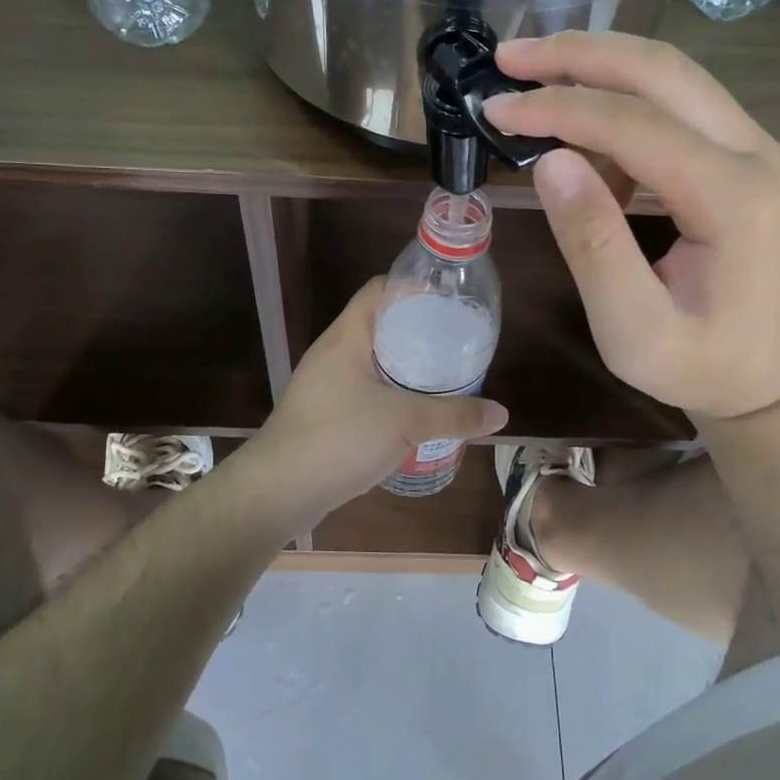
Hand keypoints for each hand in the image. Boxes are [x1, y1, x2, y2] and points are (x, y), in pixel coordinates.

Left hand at [252, 279, 508, 517]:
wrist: (278, 491)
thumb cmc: (339, 438)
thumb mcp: (405, 423)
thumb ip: (455, 415)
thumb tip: (502, 414)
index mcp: (347, 336)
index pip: (381, 290)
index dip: (415, 288)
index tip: (451, 302)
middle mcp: (334, 352)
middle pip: (382, 325)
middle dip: (420, 332)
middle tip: (459, 343)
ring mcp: (327, 384)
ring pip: (375, 361)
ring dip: (408, 366)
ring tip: (446, 376)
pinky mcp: (327, 413)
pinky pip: (367, 390)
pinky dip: (393, 393)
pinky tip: (418, 412)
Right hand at [484, 31, 779, 422]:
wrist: (766, 379)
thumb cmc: (698, 366)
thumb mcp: (631, 328)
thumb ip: (592, 245)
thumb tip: (550, 162)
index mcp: (733, 199)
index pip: (634, 123)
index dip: (558, 108)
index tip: (496, 109)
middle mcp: (755, 153)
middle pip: (661, 70)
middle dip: (578, 54)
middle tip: (509, 56)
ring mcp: (754, 148)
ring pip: (671, 75)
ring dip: (598, 64)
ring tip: (532, 75)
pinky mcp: (740, 155)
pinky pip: (676, 106)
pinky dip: (620, 102)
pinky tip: (578, 135)